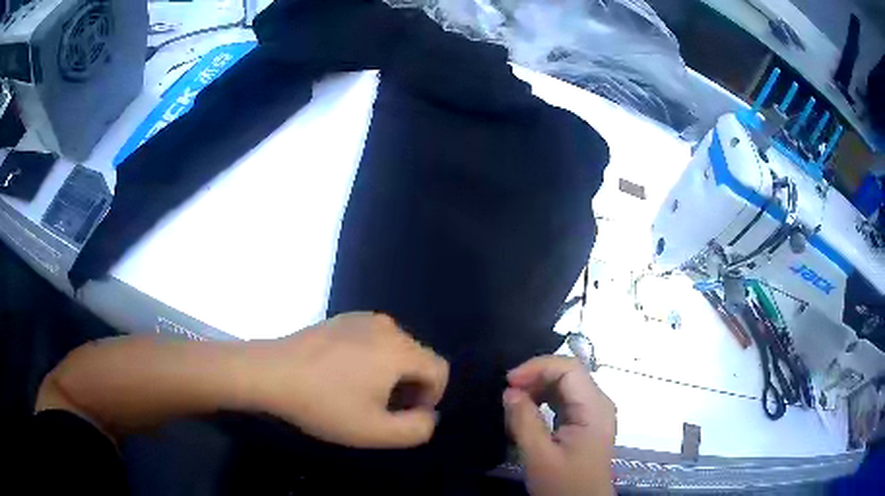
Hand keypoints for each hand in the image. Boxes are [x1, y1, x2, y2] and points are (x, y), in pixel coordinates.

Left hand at [245, 312, 448, 448]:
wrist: (270, 373)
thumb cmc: (324, 404)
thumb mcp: (375, 432)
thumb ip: (417, 429)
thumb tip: (428, 414)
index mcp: (400, 349)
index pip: (440, 370)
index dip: (431, 398)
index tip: (403, 416)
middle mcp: (387, 326)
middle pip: (418, 359)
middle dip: (409, 387)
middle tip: (379, 409)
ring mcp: (362, 318)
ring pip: (395, 349)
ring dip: (389, 374)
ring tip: (359, 393)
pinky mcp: (341, 319)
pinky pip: (372, 340)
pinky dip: (370, 359)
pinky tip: (341, 375)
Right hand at [503, 356, 615, 495]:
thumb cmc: (564, 484)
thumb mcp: (539, 456)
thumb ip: (524, 421)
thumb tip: (510, 391)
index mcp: (594, 408)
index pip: (569, 369)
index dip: (538, 367)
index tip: (509, 382)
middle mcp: (599, 403)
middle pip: (569, 373)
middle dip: (536, 377)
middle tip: (508, 393)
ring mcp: (594, 412)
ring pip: (566, 385)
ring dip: (538, 388)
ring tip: (514, 403)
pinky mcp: (586, 422)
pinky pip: (565, 399)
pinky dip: (544, 400)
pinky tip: (527, 413)